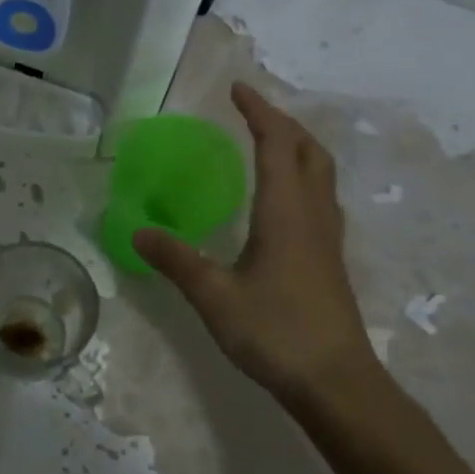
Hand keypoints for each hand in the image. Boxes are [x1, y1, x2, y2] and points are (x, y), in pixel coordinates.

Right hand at [134, 82, 379, 409]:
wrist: (336, 383)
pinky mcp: (328, 260)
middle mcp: (313, 216)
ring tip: (268, 143)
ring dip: (297, 148)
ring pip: (321, 175)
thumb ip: (176, 260)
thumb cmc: (275, 332)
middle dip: (283, 123)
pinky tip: (282, 200)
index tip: (238, 90)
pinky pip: (319, 199)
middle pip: (310, 151)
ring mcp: (327, 239)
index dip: (259, 113)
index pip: (277, 145)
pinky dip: (301, 177)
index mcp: (286, 212)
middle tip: (252, 113)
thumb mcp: (214, 296)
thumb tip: (138, 232)